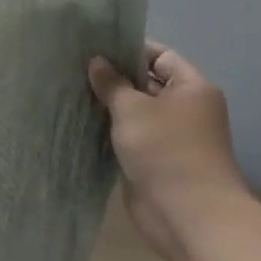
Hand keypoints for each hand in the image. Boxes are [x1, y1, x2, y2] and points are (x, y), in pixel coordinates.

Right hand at [87, 43, 249, 260]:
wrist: (187, 215)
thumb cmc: (165, 151)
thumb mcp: (132, 109)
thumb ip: (111, 82)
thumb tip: (97, 61)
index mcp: (191, 88)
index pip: (159, 56)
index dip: (128, 49)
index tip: (93, 45)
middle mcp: (184, 109)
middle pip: (146, 83)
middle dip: (113, 76)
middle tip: (72, 66)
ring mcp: (170, 137)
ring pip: (134, 112)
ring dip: (108, 105)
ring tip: (70, 90)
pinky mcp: (154, 160)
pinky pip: (129, 136)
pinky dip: (109, 129)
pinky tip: (80, 121)